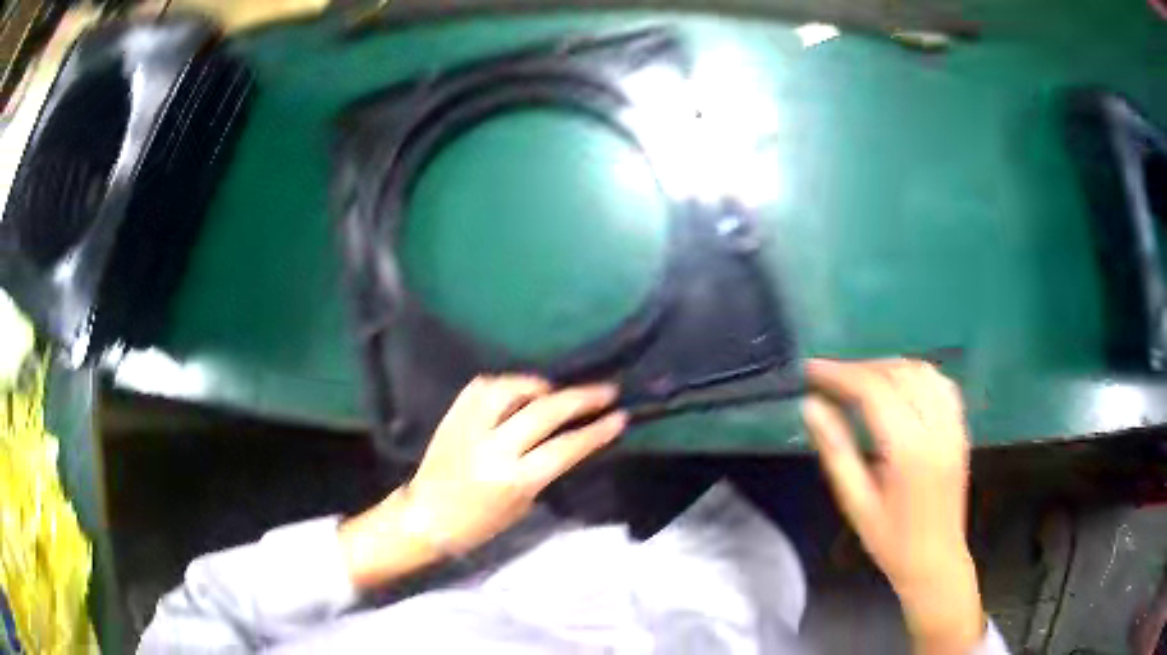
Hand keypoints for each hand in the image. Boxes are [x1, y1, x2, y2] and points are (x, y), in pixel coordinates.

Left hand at [340, 375, 625, 589]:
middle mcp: (494, 448)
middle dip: (582, 398)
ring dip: (540, 385)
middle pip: (546, 412)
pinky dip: (506, 384)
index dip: (597, 431)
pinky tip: (518, 391)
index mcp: (515, 479)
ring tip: (554, 391)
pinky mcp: (453, 415)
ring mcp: (470, 427)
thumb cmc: (479, 522)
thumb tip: (569, 437)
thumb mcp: (523, 503)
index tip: (620, 416)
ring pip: (512, 390)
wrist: (426, 516)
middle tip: (606, 390)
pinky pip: (483, 386)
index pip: (566, 447)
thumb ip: (546, 468)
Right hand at [802, 359, 983, 654]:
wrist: (936, 561)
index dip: (840, 374)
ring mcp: (953, 426)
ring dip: (888, 367)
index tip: (811, 370)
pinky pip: (942, 384)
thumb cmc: (891, 540)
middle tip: (831, 379)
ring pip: (922, 372)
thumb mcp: (856, 503)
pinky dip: (916, 374)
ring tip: (860, 381)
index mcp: (909, 450)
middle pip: (899, 374)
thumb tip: (811, 406)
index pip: (874, 391)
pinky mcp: (961, 429)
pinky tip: (899, 387)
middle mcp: (936, 429)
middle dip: (861, 368)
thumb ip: (836, 450)